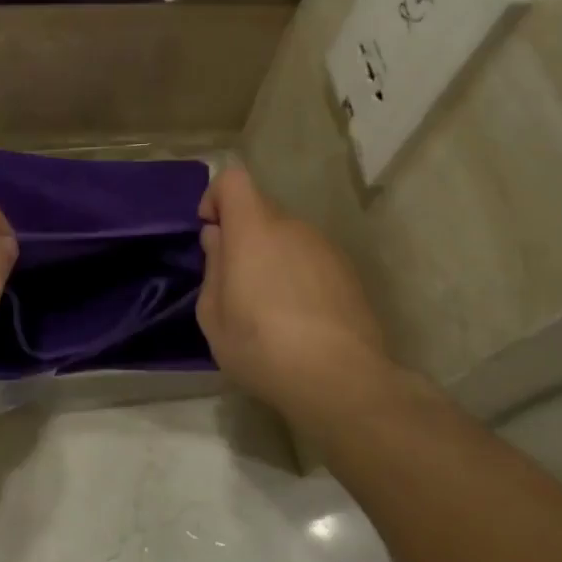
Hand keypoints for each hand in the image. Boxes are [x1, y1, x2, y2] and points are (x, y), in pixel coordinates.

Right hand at [196, 165, 394, 420]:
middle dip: (243, 236)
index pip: (233, 179)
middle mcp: (291, 227)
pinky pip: (312, 260)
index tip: (211, 232)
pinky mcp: (349, 273)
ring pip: (288, 237)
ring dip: (273, 258)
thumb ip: (213, 267)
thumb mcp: (213, 316)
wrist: (342, 381)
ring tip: (271, 308)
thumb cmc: (262, 347)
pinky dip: (300, 276)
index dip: (216, 197)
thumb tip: (218, 238)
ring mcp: (325, 248)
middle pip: (260, 210)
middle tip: (236, 283)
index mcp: (253, 229)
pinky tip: (301, 319)